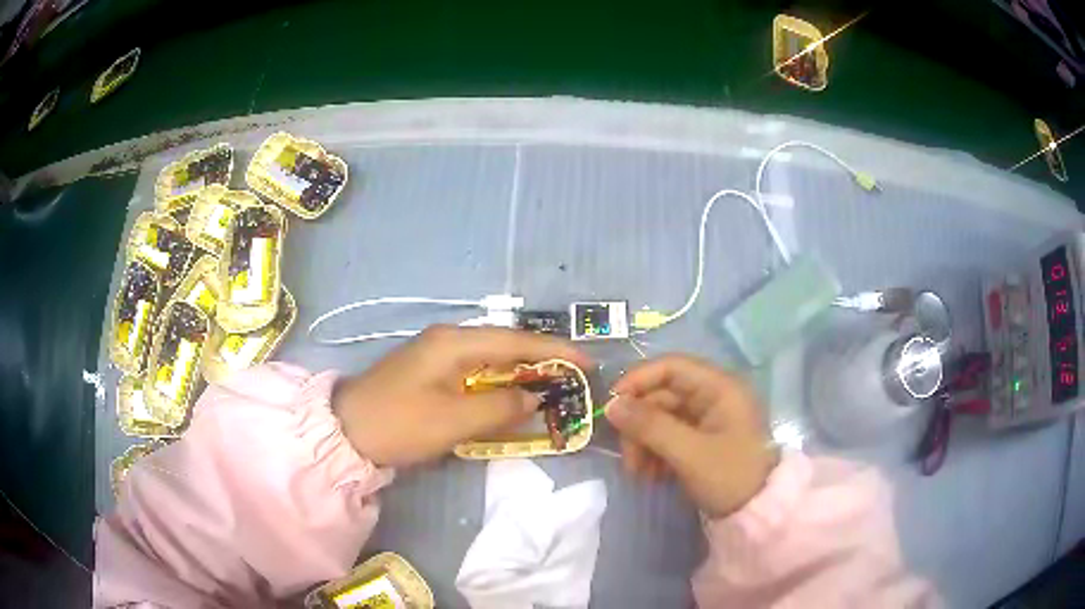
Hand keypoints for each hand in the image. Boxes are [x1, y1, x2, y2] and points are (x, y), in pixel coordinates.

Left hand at [332, 325, 590, 466]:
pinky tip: (510, 396)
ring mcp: (436, 354)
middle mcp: (448, 340)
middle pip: (506, 345)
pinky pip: (475, 372)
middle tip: (573, 378)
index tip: (587, 363)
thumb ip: (500, 407)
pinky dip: (498, 383)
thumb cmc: (400, 423)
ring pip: (491, 359)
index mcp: (455, 342)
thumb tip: (534, 397)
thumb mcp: (454, 420)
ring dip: (520, 372)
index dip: (555, 352)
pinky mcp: (430, 372)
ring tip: (551, 387)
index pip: (517, 341)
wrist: (346, 431)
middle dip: (541, 360)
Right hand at [606, 354, 777, 517]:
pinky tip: (652, 475)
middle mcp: (713, 397)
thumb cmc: (730, 477)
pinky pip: (669, 436)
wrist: (758, 515)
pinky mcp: (702, 441)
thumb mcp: (689, 453)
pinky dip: (656, 452)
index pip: (672, 367)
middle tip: (628, 457)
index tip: (611, 405)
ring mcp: (708, 420)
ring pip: (662, 418)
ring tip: (639, 473)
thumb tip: (611, 405)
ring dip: (644, 442)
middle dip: (639, 425)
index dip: (638, 381)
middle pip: (662, 396)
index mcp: (720, 388)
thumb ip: (650, 426)